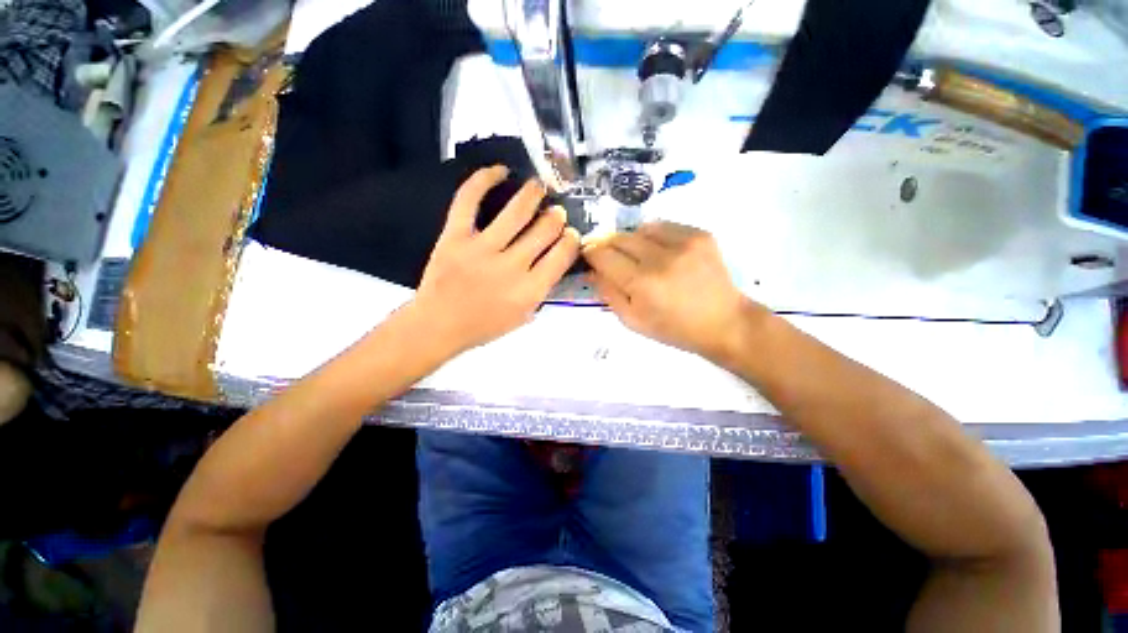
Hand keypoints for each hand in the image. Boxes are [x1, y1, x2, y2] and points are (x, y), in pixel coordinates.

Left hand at [411, 166, 579, 354]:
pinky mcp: (454, 236)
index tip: (571, 233)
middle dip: (556, 217)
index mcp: (530, 291)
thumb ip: (542, 289)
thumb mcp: (524, 317)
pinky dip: (484, 180)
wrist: (438, 326)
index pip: (561, 255)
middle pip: (544, 230)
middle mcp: (511, 267)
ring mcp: (481, 249)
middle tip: (557, 212)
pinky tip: (499, 170)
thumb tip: (556, 257)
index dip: (571, 239)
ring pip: (516, 211)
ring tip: (539, 186)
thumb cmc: (484, 326)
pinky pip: (469, 199)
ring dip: (533, 194)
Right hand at [583, 222, 756, 359]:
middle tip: (608, 256)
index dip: (590, 253)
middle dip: (607, 245)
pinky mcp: (699, 234)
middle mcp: (660, 257)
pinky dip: (653, 237)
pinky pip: (663, 226)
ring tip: (637, 256)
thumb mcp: (632, 320)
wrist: (724, 322)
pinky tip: (659, 252)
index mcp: (642, 283)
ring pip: (639, 228)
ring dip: (631, 240)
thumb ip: (607, 293)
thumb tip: (590, 270)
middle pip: (619, 237)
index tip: (588, 256)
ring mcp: (683, 242)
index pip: (603, 255)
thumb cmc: (674, 328)